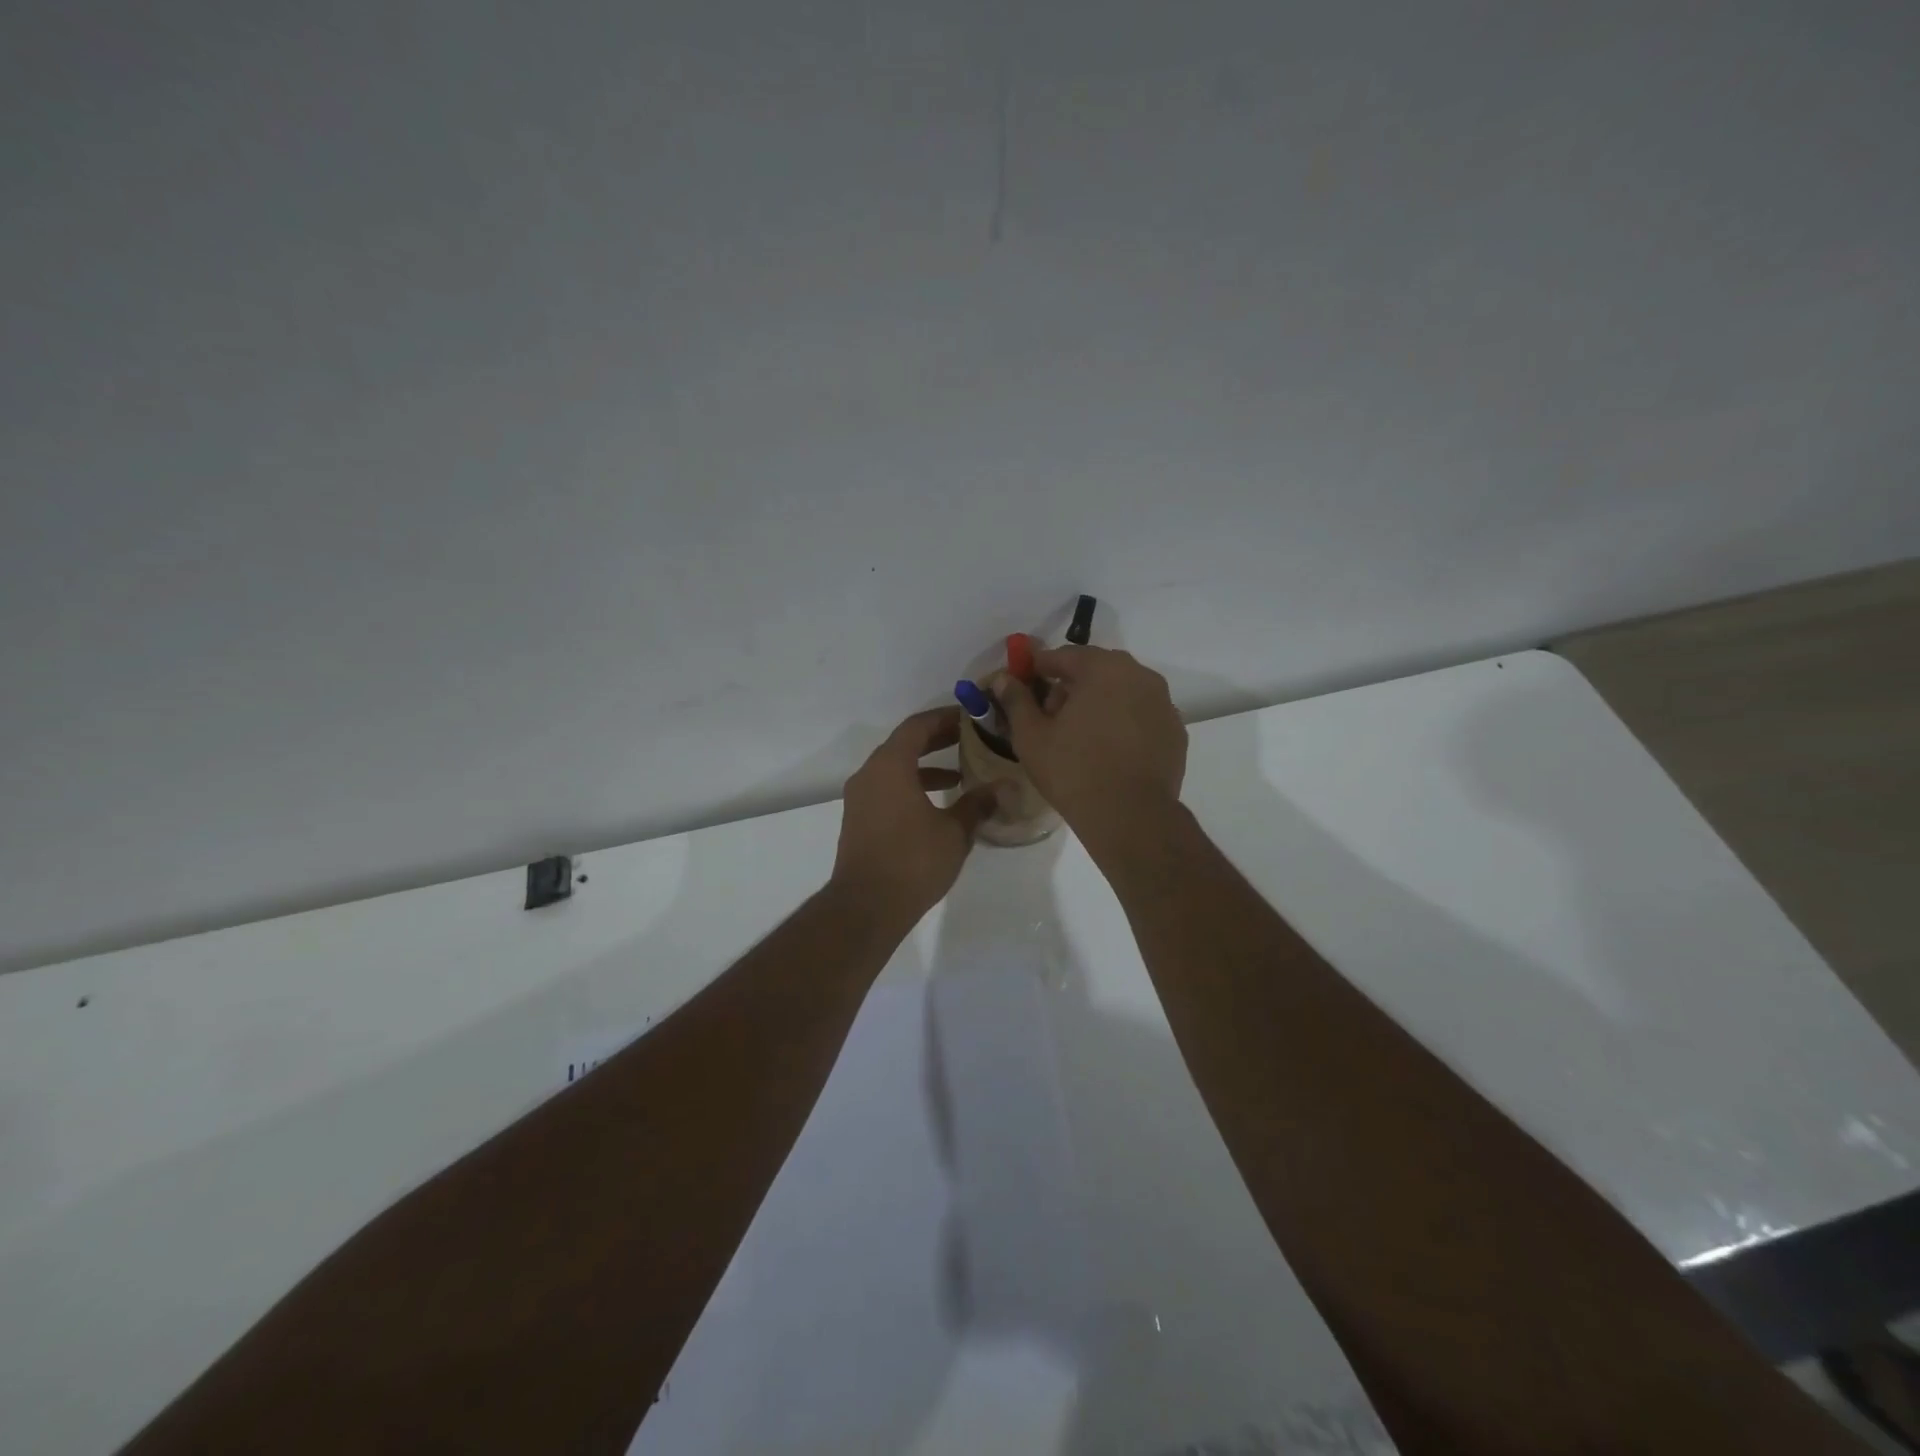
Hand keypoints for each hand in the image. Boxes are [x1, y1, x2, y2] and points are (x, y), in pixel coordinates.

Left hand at [832, 708, 1001, 922]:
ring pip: (895, 768)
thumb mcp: (954, 831)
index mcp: (890, 766)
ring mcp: (860, 798)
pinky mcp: (859, 820)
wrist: (866, 906)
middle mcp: (869, 774)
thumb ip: (978, 804)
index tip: (970, 718)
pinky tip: (937, 805)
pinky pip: (887, 788)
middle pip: (904, 744)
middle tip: (970, 739)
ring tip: (960, 774)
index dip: (944, 718)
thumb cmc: (913, 861)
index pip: (917, 726)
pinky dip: (911, 786)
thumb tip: (1004, 787)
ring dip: (925, 766)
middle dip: (937, 740)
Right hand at [996, 647, 1186, 847]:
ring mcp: (1163, 703)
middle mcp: (1140, 675)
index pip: (1064, 655)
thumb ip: (1016, 700)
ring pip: (1123, 691)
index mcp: (1103, 668)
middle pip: (1096, 670)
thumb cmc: (1073, 771)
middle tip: (1051, 714)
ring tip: (1080, 735)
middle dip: (1072, 685)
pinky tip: (1109, 750)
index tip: (1024, 682)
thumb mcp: (1031, 736)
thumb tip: (1004, 678)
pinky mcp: (1176, 731)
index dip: (1039, 667)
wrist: (1130, 816)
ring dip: (1100, 702)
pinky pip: (1142, 715)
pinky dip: (1124, 722)